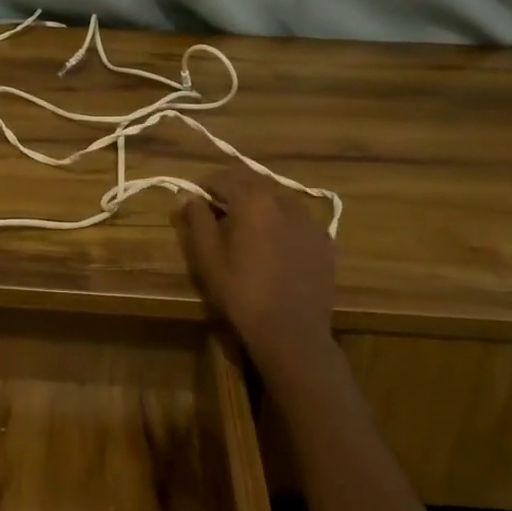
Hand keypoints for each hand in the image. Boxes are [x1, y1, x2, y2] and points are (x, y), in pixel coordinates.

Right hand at [172, 167, 338, 394]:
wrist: (291, 332)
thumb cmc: (241, 293)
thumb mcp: (208, 257)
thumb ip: (196, 219)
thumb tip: (186, 194)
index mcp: (253, 201)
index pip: (223, 178)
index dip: (205, 187)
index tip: (194, 201)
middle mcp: (285, 201)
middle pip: (254, 185)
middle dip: (233, 193)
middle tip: (218, 215)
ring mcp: (310, 221)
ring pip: (278, 201)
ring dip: (260, 207)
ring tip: (248, 231)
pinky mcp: (325, 242)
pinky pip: (298, 222)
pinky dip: (282, 225)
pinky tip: (275, 248)